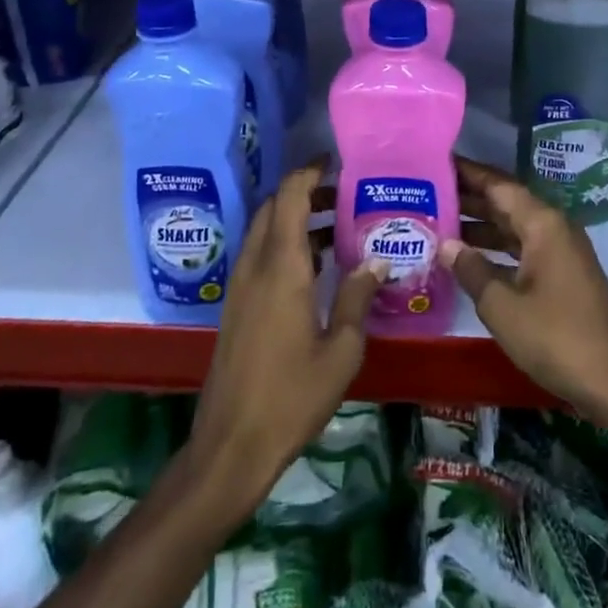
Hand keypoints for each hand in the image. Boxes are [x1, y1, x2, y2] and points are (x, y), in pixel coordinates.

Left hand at [187, 159, 383, 509]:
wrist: (230, 446)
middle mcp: (255, 266)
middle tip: (343, 195)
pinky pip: (260, 255)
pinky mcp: (236, 306)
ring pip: (264, 231)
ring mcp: (241, 286)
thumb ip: (358, 298)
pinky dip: (284, 244)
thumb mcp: (341, 351)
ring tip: (336, 226)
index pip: (289, 197)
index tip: (335, 162)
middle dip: (304, 191)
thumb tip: (377, 262)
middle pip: (273, 208)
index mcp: (281, 267)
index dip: (309, 172)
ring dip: (294, 218)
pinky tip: (315, 267)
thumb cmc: (291, 397)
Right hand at [444, 157, 607, 424]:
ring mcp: (561, 252)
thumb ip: (471, 270)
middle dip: (469, 198)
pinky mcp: (563, 274)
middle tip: (428, 193)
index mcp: (543, 224)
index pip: (499, 185)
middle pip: (507, 203)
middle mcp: (554, 228)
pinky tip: (470, 258)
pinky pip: (523, 248)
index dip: (468, 173)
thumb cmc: (555, 337)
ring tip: (439, 223)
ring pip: (514, 227)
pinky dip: (497, 249)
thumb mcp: (502, 306)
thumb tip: (445, 245)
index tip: (438, 163)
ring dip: (481, 226)